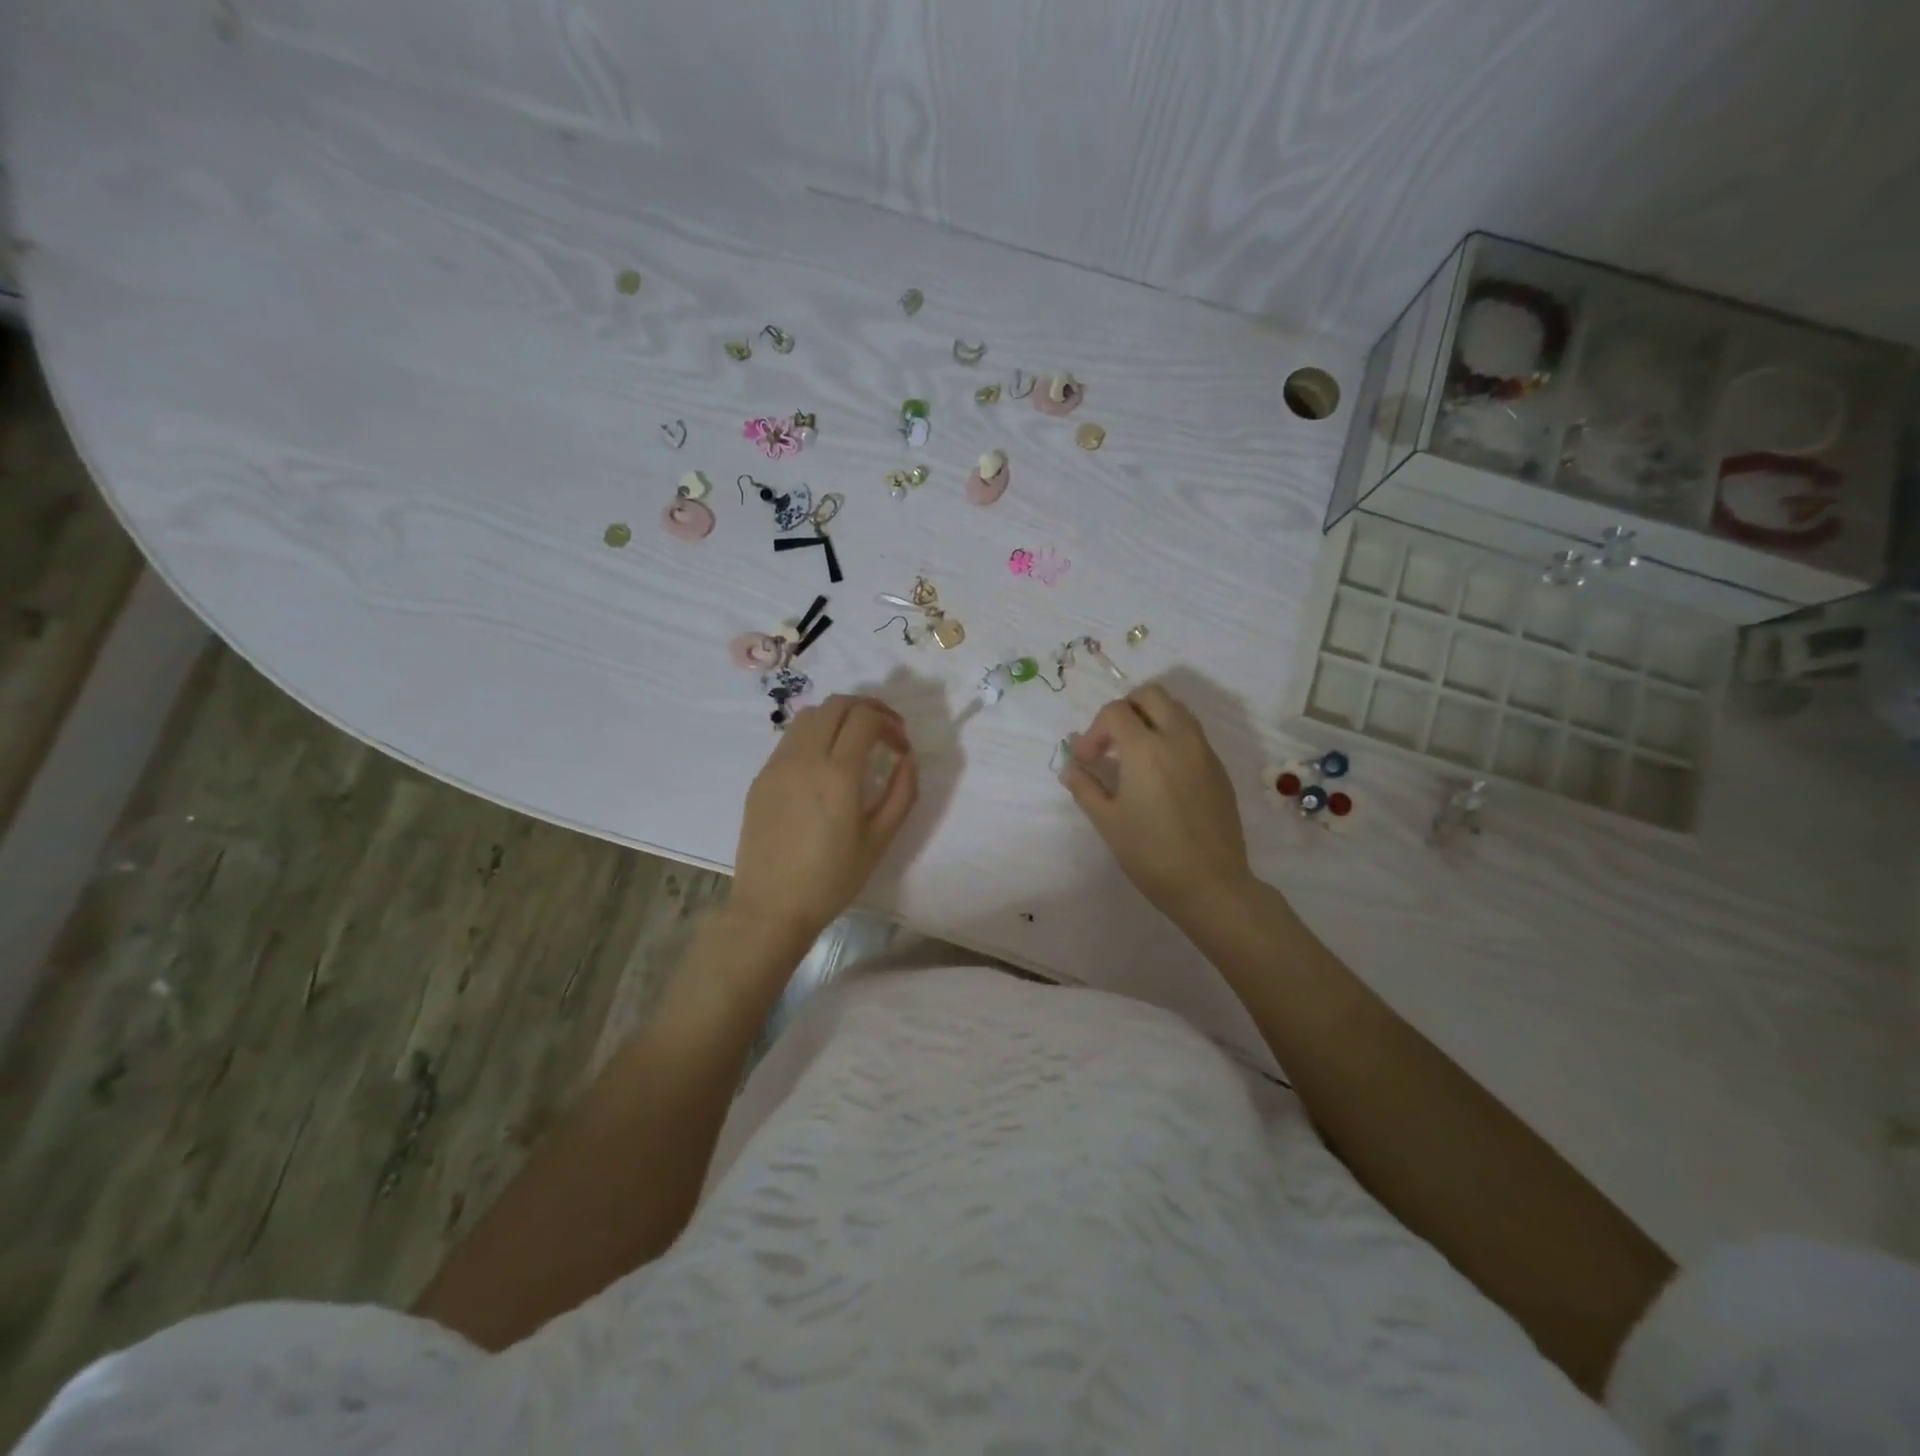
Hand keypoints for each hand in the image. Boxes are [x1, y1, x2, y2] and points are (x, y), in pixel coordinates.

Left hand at [732, 695, 918, 943]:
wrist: (771, 907)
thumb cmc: (832, 879)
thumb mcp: (879, 840)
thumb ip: (902, 792)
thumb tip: (907, 758)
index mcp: (837, 775)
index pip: (865, 718)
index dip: (890, 722)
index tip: (901, 745)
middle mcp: (804, 759)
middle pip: (836, 704)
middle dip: (867, 708)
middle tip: (884, 731)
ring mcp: (777, 765)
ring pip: (809, 715)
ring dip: (838, 716)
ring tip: (855, 740)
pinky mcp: (761, 777)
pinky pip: (790, 738)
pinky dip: (815, 734)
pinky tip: (825, 762)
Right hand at [1059, 684, 1253, 920]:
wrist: (1210, 885)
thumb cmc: (1151, 854)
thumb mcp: (1107, 822)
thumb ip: (1085, 787)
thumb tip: (1071, 767)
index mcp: (1146, 748)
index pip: (1115, 711)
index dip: (1094, 731)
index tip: (1087, 760)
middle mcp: (1178, 738)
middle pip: (1151, 695)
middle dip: (1125, 710)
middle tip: (1111, 743)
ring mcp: (1204, 751)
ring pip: (1177, 709)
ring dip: (1151, 719)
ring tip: (1136, 755)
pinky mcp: (1219, 768)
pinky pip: (1193, 733)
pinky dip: (1171, 736)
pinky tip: (1161, 774)